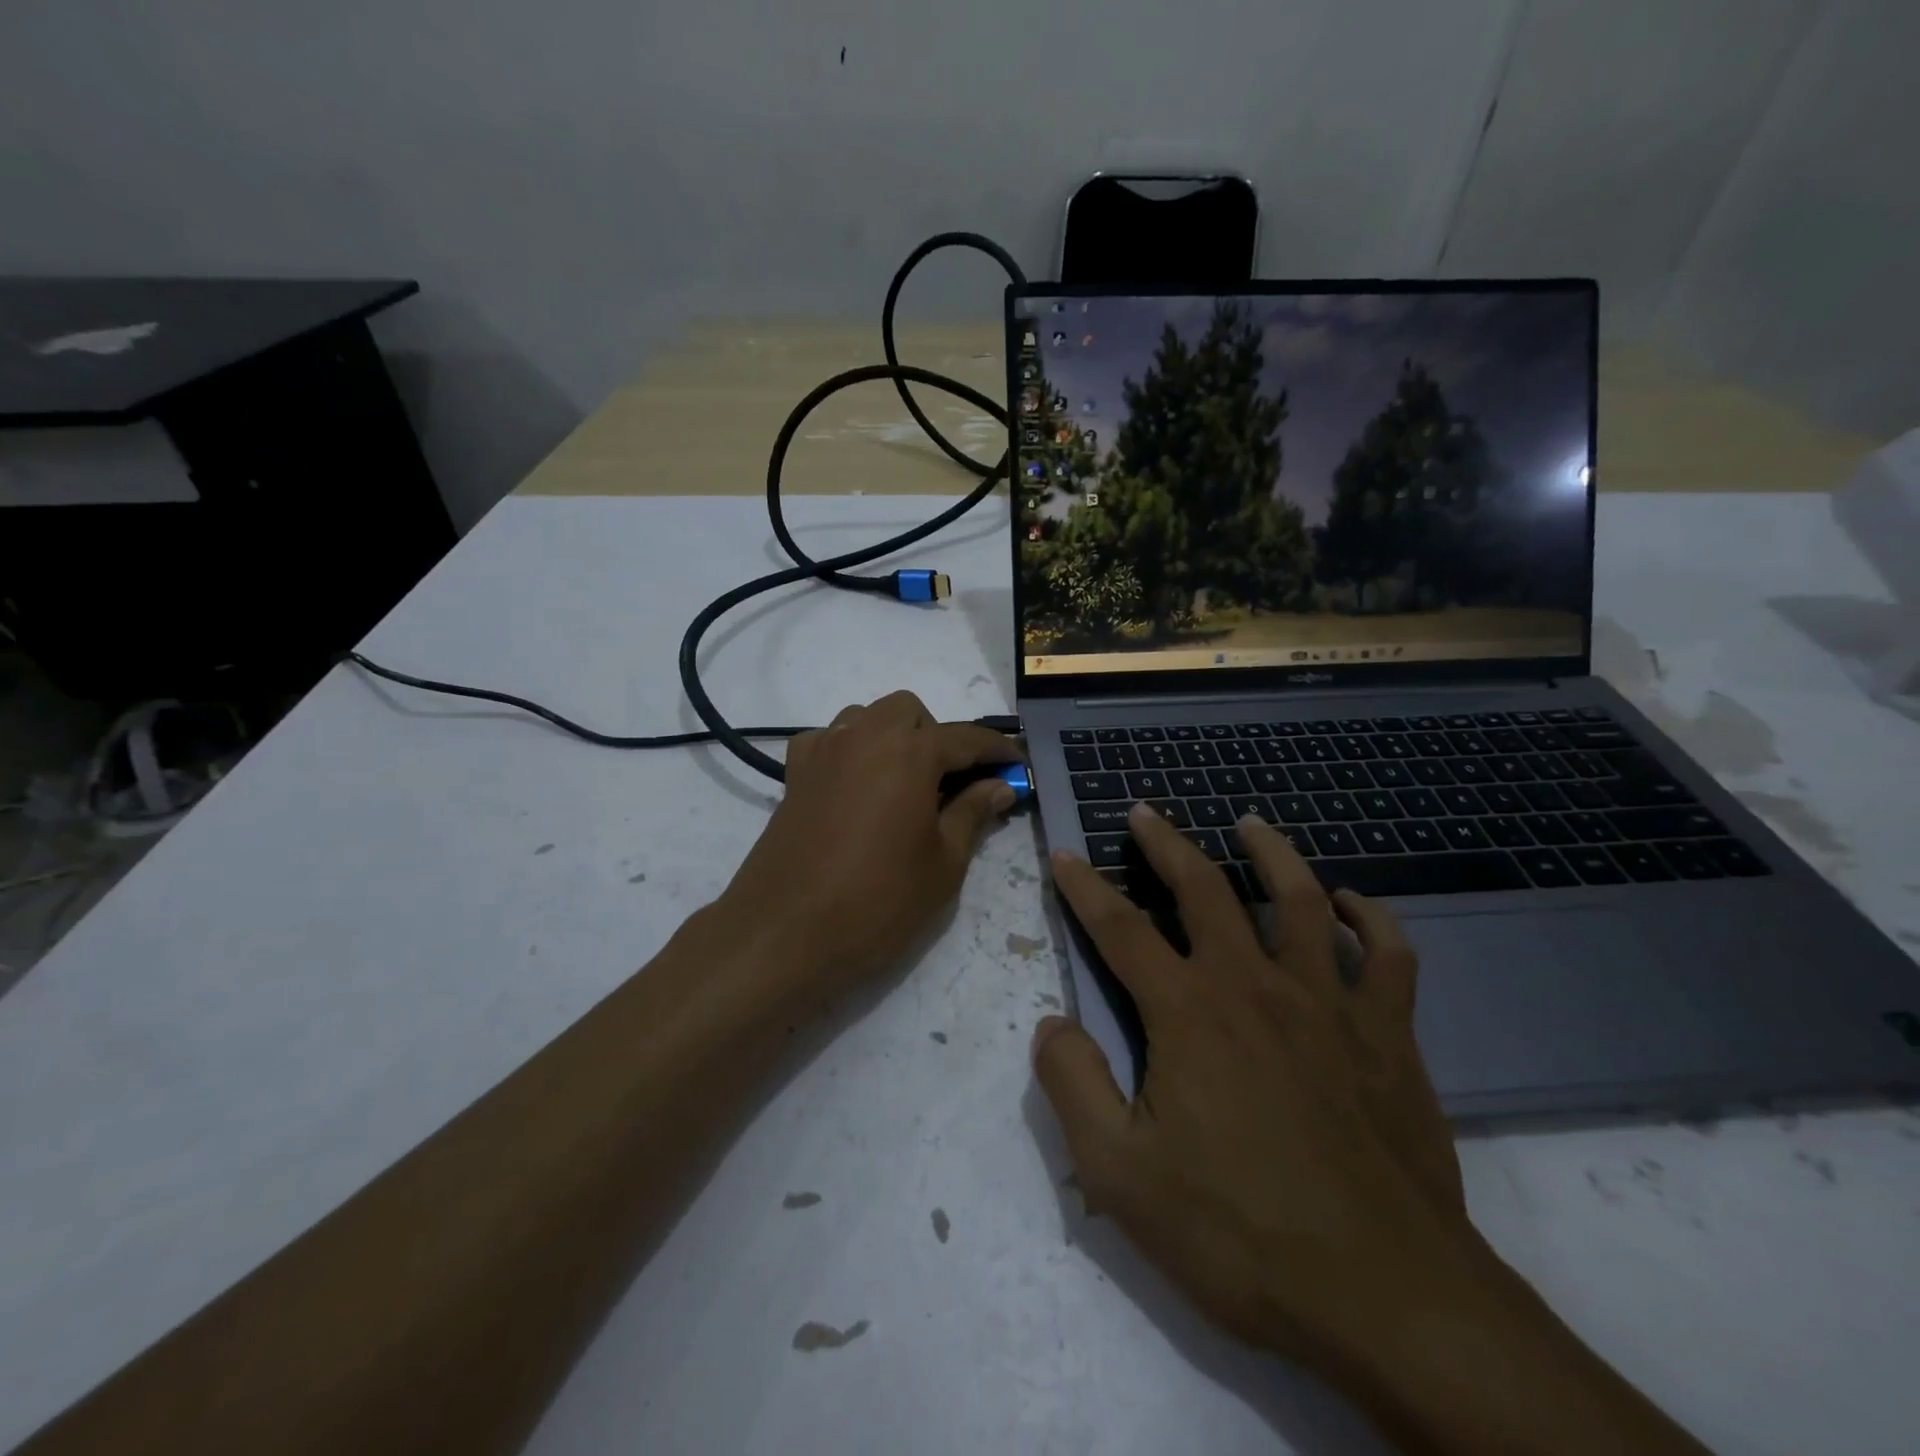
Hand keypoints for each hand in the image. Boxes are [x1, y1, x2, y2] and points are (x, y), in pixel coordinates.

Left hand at [720, 691, 1021, 997]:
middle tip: (953, 784)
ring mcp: (824, 750)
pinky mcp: (794, 774)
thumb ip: (973, 813)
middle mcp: (864, 735)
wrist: (784, 933)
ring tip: (905, 783)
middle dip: (938, 736)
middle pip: (910, 712)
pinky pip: (828, 739)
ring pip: (867, 717)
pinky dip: (849, 749)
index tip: (1016, 764)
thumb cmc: (878, 901)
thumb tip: (999, 785)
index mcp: (910, 752)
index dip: (997, 751)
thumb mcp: (943, 863)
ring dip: (893, 736)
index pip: (966, 738)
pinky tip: (856, 785)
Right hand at [1033, 804, 1471, 1370]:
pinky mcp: (1389, 1034)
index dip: (1086, 888)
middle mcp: (1254, 985)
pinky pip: (1388, 955)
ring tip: (1250, 824)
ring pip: (1300, 899)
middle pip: (1204, 890)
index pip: (1120, 929)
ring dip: (1271, 853)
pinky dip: (1371, 918)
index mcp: (1188, 1013)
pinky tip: (1352, 904)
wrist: (1387, 1297)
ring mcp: (1329, 1003)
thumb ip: (1073, 1086)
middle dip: (1166, 844)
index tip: (1066, 855)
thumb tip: (1052, 1023)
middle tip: (1146, 812)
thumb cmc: (1240, 1234)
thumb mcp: (1120, 1175)